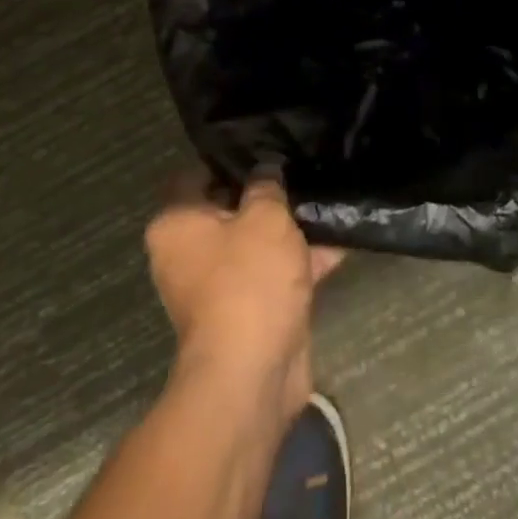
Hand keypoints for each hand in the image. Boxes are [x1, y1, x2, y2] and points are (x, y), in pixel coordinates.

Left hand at [145, 175, 343, 428]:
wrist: (252, 373)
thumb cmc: (248, 281)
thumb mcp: (265, 218)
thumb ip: (266, 186)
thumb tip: (265, 170)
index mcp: (177, 224)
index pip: (196, 174)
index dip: (230, 158)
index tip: (265, 146)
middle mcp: (187, 253)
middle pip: (228, 209)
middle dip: (266, 195)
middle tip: (302, 171)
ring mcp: (217, 285)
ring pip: (255, 243)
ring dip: (289, 230)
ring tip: (329, 204)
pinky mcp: (246, 311)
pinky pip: (272, 274)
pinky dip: (300, 262)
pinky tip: (340, 244)